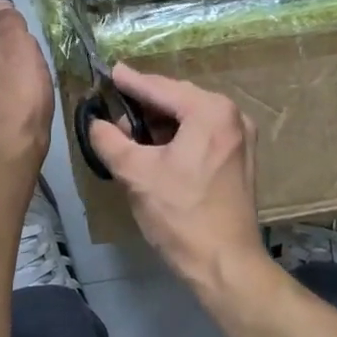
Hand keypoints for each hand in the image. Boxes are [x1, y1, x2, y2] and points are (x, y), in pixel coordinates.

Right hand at [88, 66, 269, 293]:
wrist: (225, 264)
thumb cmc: (180, 215)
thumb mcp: (135, 173)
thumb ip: (109, 140)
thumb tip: (95, 123)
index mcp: (210, 111)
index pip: (160, 88)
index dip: (131, 82)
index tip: (110, 72)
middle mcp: (232, 116)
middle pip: (178, 98)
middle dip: (145, 104)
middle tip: (113, 111)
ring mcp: (241, 137)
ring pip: (190, 117)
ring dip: (160, 122)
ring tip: (129, 134)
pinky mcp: (240, 158)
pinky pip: (202, 134)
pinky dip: (178, 136)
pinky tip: (156, 148)